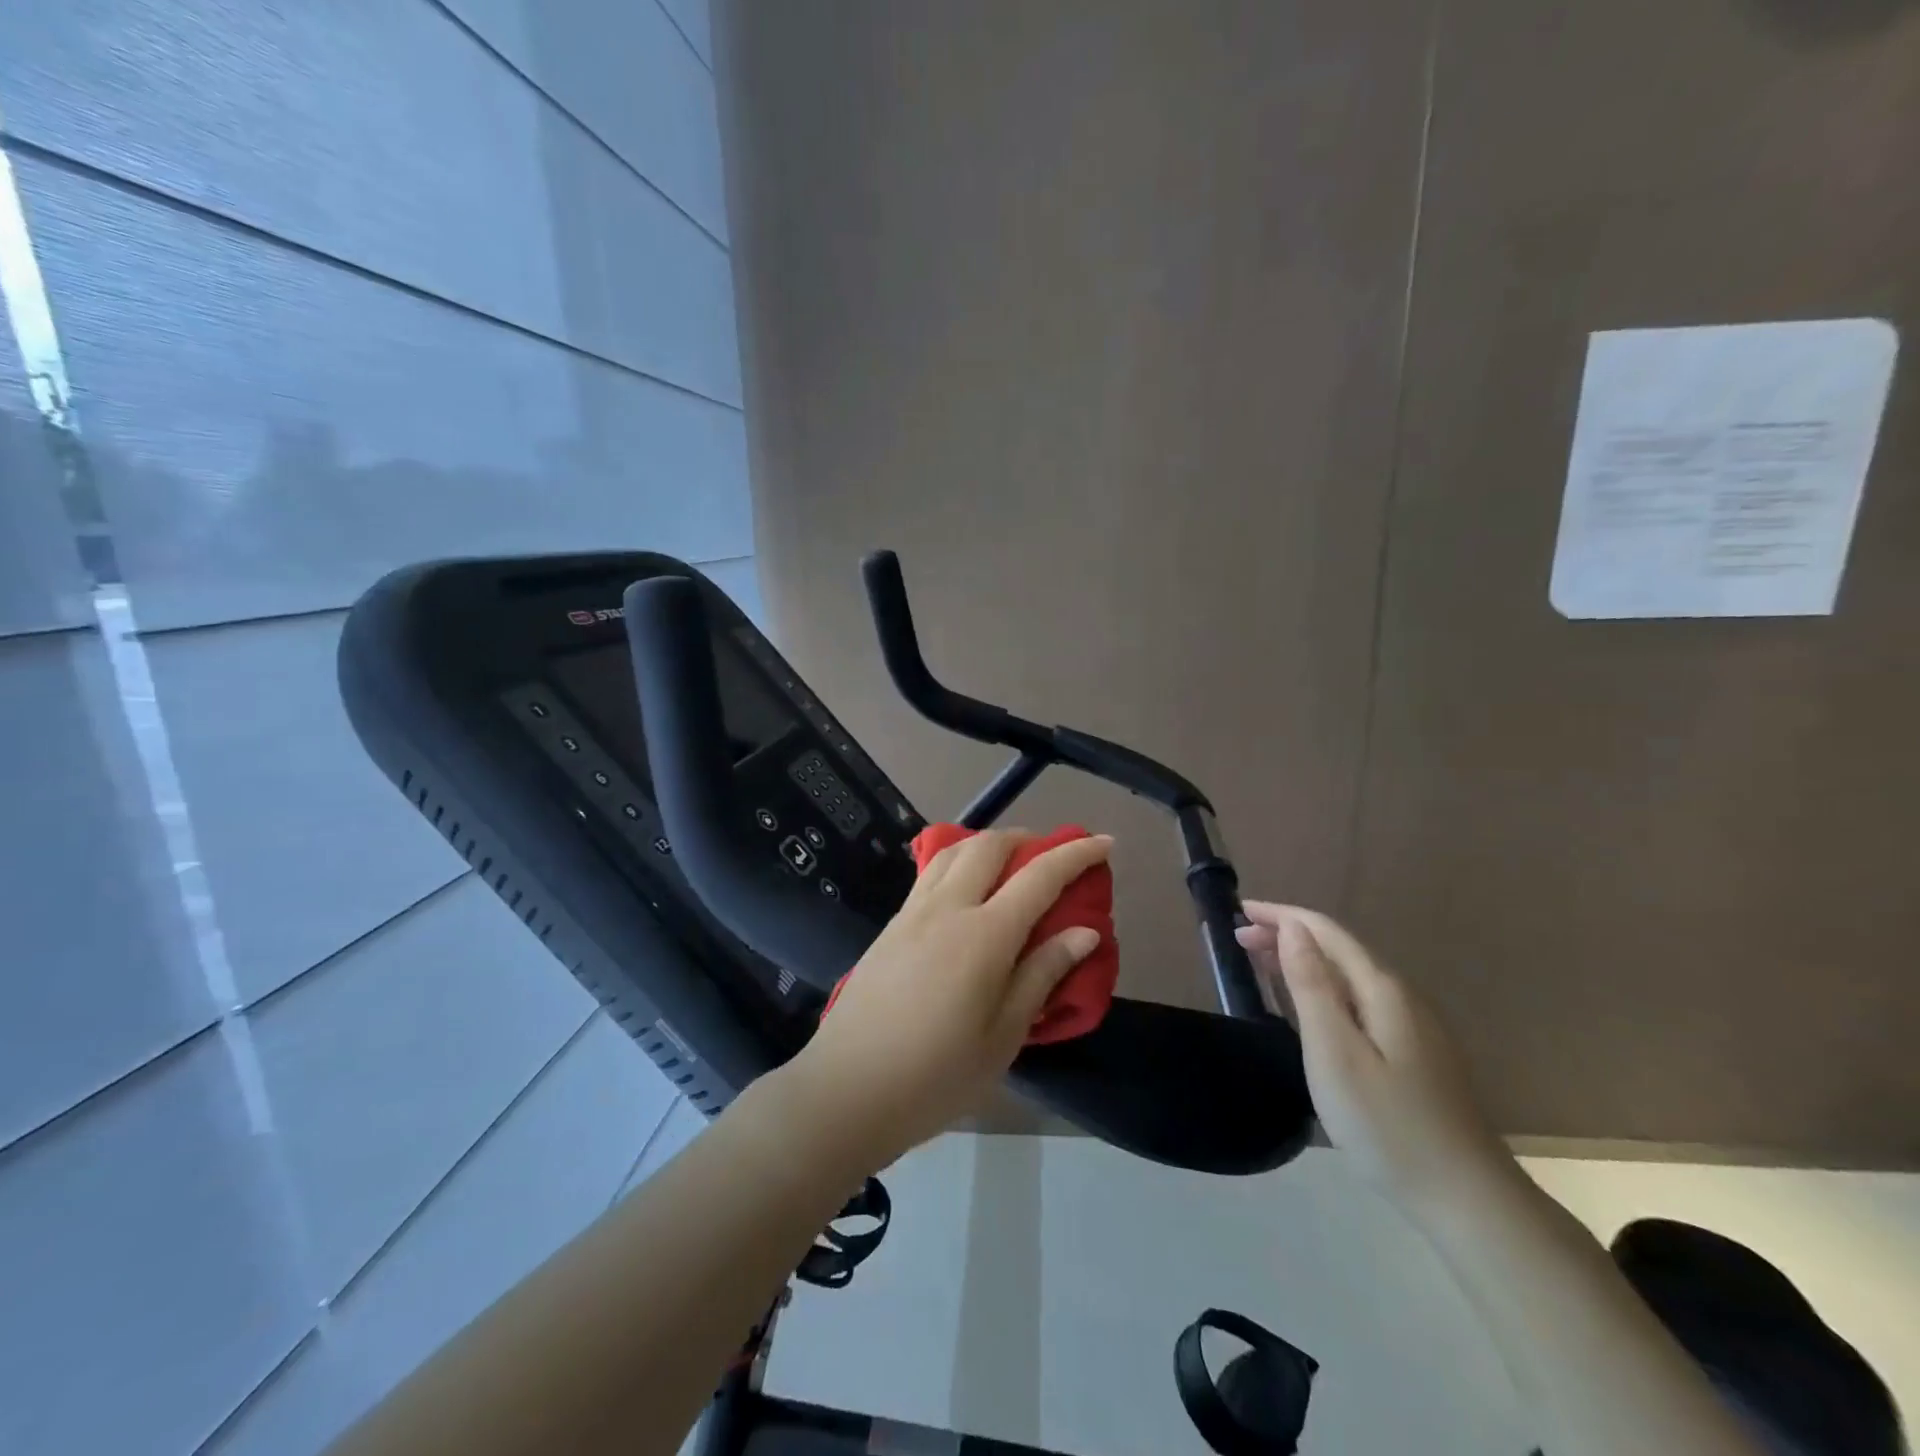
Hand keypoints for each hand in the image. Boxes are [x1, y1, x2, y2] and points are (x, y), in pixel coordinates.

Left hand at [776, 830, 1112, 1173]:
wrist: (848, 1088)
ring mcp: (913, 911)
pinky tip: (967, 887)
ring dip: (990, 842)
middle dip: (1029, 839)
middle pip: (991, 846)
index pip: (1040, 876)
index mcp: (984, 935)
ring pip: (955, 850)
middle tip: (1053, 856)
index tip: (1105, 842)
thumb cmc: (936, 1075)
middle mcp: (948, 908)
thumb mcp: (1004, 1035)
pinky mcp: (892, 924)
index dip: (1076, 854)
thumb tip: (1085, 931)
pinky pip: (931, 871)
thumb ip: (1042, 974)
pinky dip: (959, 860)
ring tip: (1011, 863)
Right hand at [1236, 903, 1514, 1209]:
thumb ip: (1312, 985)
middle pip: (1338, 949)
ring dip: (1303, 960)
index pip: (1325, 932)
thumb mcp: (1334, 1051)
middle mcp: (1400, 997)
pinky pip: (1357, 999)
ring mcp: (1412, 1027)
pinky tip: (1307, 1005)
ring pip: (1348, 975)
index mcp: (1382, 989)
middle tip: (1239, 939)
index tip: (1238, 911)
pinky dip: (1322, 987)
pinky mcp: (1413, 1053)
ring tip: (1261, 962)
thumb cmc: (1387, 1123)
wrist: (1466, 1200)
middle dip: (1288, 935)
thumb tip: (1293, 927)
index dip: (1282, 915)